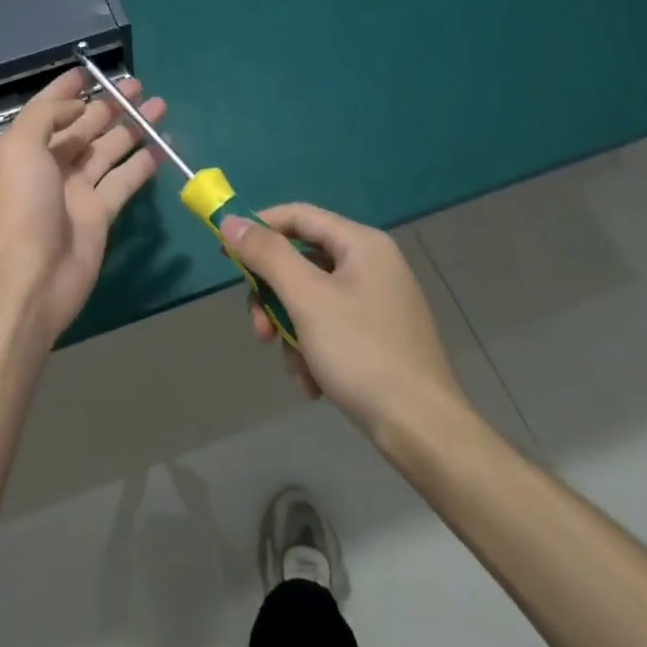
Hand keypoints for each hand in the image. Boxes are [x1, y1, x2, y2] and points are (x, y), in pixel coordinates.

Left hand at [0, 68, 164, 346]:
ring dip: (131, 128)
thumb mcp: (19, 147)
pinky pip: (124, 180)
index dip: (66, 90)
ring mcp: (75, 191)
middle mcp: (48, 166)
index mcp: (21, 149)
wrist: (28, 277)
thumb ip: (46, 116)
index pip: (46, 110)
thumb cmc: (18, 205)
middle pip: (82, 128)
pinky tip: (162, 143)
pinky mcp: (99, 214)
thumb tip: (77, 105)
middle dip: (108, 105)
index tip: (89, 71)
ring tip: (158, 104)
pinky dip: (142, 163)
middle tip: (137, 85)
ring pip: (107, 150)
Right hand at [220, 204, 470, 447]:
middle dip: (272, 295)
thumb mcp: (306, 298)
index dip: (257, 227)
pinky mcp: (378, 336)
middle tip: (258, 328)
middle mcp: (372, 265)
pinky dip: (312, 348)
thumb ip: (267, 254)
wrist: (423, 430)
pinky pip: (329, 325)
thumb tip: (230, 221)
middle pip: (300, 260)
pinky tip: (312, 381)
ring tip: (293, 365)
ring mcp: (377, 302)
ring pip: (310, 298)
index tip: (223, 252)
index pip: (297, 215)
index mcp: (362, 244)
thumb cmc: (362, 353)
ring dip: (290, 329)